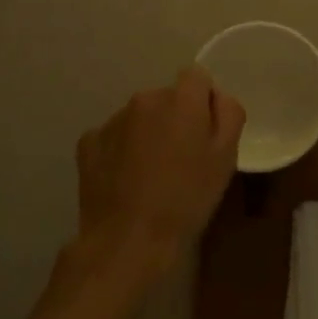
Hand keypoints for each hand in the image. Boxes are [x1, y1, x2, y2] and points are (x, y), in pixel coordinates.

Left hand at [75, 66, 245, 277]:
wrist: (128, 242)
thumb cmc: (186, 200)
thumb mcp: (226, 158)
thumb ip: (229, 114)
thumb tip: (217, 97)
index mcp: (181, 99)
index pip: (197, 76)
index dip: (204, 100)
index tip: (205, 131)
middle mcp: (144, 99)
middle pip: (167, 97)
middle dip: (175, 117)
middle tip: (181, 158)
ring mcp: (112, 120)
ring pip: (139, 116)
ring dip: (147, 133)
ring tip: (150, 174)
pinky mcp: (88, 143)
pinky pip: (113, 137)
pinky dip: (120, 150)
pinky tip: (125, 180)